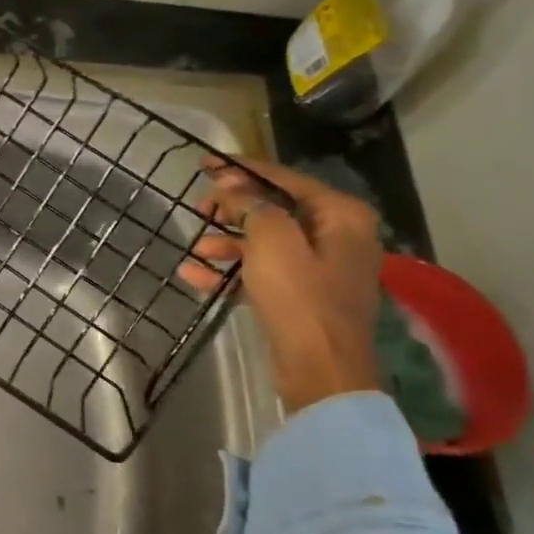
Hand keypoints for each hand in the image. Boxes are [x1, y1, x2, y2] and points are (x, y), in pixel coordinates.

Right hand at [177, 158, 381, 412]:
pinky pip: (263, 273)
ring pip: (266, 243)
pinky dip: (232, 272)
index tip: (206, 163)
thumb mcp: (272, 241)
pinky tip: (194, 275)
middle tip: (198, 207)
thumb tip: (235, 190)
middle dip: (233, 208)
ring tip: (195, 247)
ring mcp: (321, 269)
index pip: (285, 179)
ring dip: (228, 242)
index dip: (242, 169)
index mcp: (340, 215)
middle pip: (276, 209)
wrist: (320, 371)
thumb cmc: (300, 297)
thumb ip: (252, 206)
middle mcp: (337, 236)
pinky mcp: (303, 297)